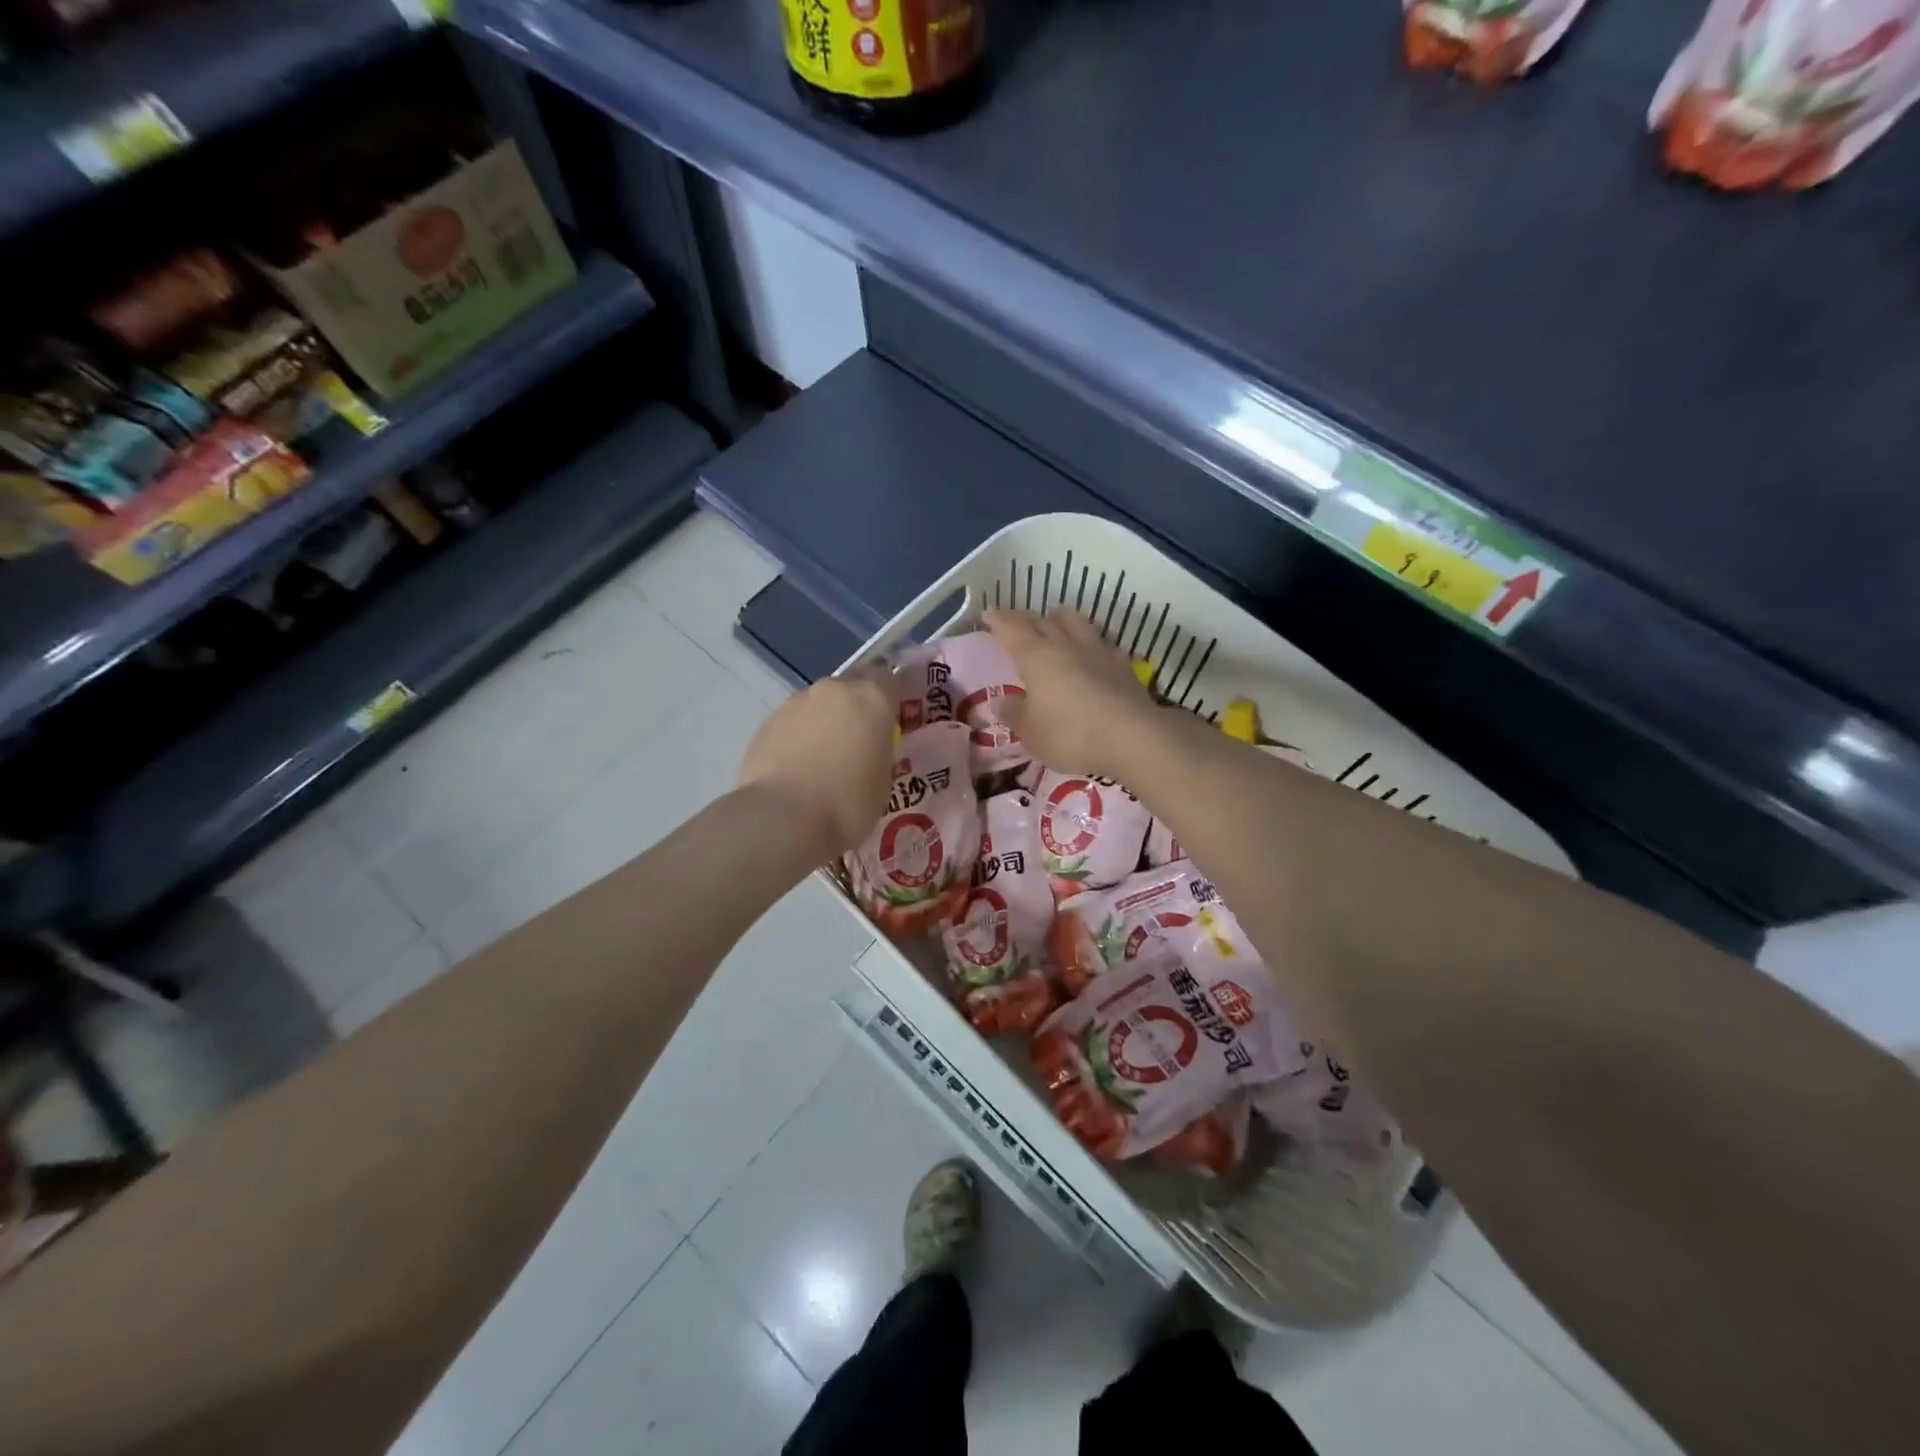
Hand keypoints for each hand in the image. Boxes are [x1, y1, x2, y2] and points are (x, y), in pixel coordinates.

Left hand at [737, 667, 896, 856]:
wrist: (782, 819)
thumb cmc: (848, 804)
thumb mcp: (883, 781)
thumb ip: (877, 753)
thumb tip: (865, 753)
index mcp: (871, 698)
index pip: (888, 678)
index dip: (890, 697)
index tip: (891, 720)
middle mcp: (833, 690)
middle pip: (849, 688)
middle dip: (854, 710)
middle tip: (858, 744)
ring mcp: (795, 704)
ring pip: (817, 706)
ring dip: (823, 724)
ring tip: (823, 763)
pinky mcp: (766, 724)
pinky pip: (792, 725)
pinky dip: (797, 740)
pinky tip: (796, 771)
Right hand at [984, 609, 1156, 777]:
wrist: (1133, 738)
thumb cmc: (1070, 734)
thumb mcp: (1031, 732)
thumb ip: (1014, 713)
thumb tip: (1001, 701)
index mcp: (1036, 656)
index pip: (1012, 628)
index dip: (998, 620)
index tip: (988, 615)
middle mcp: (1065, 644)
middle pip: (1042, 620)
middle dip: (1026, 619)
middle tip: (1016, 622)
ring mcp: (1098, 651)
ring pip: (1076, 622)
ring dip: (1061, 620)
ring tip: (1055, 624)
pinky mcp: (1123, 665)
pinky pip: (1101, 642)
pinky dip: (1089, 642)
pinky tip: (1091, 652)